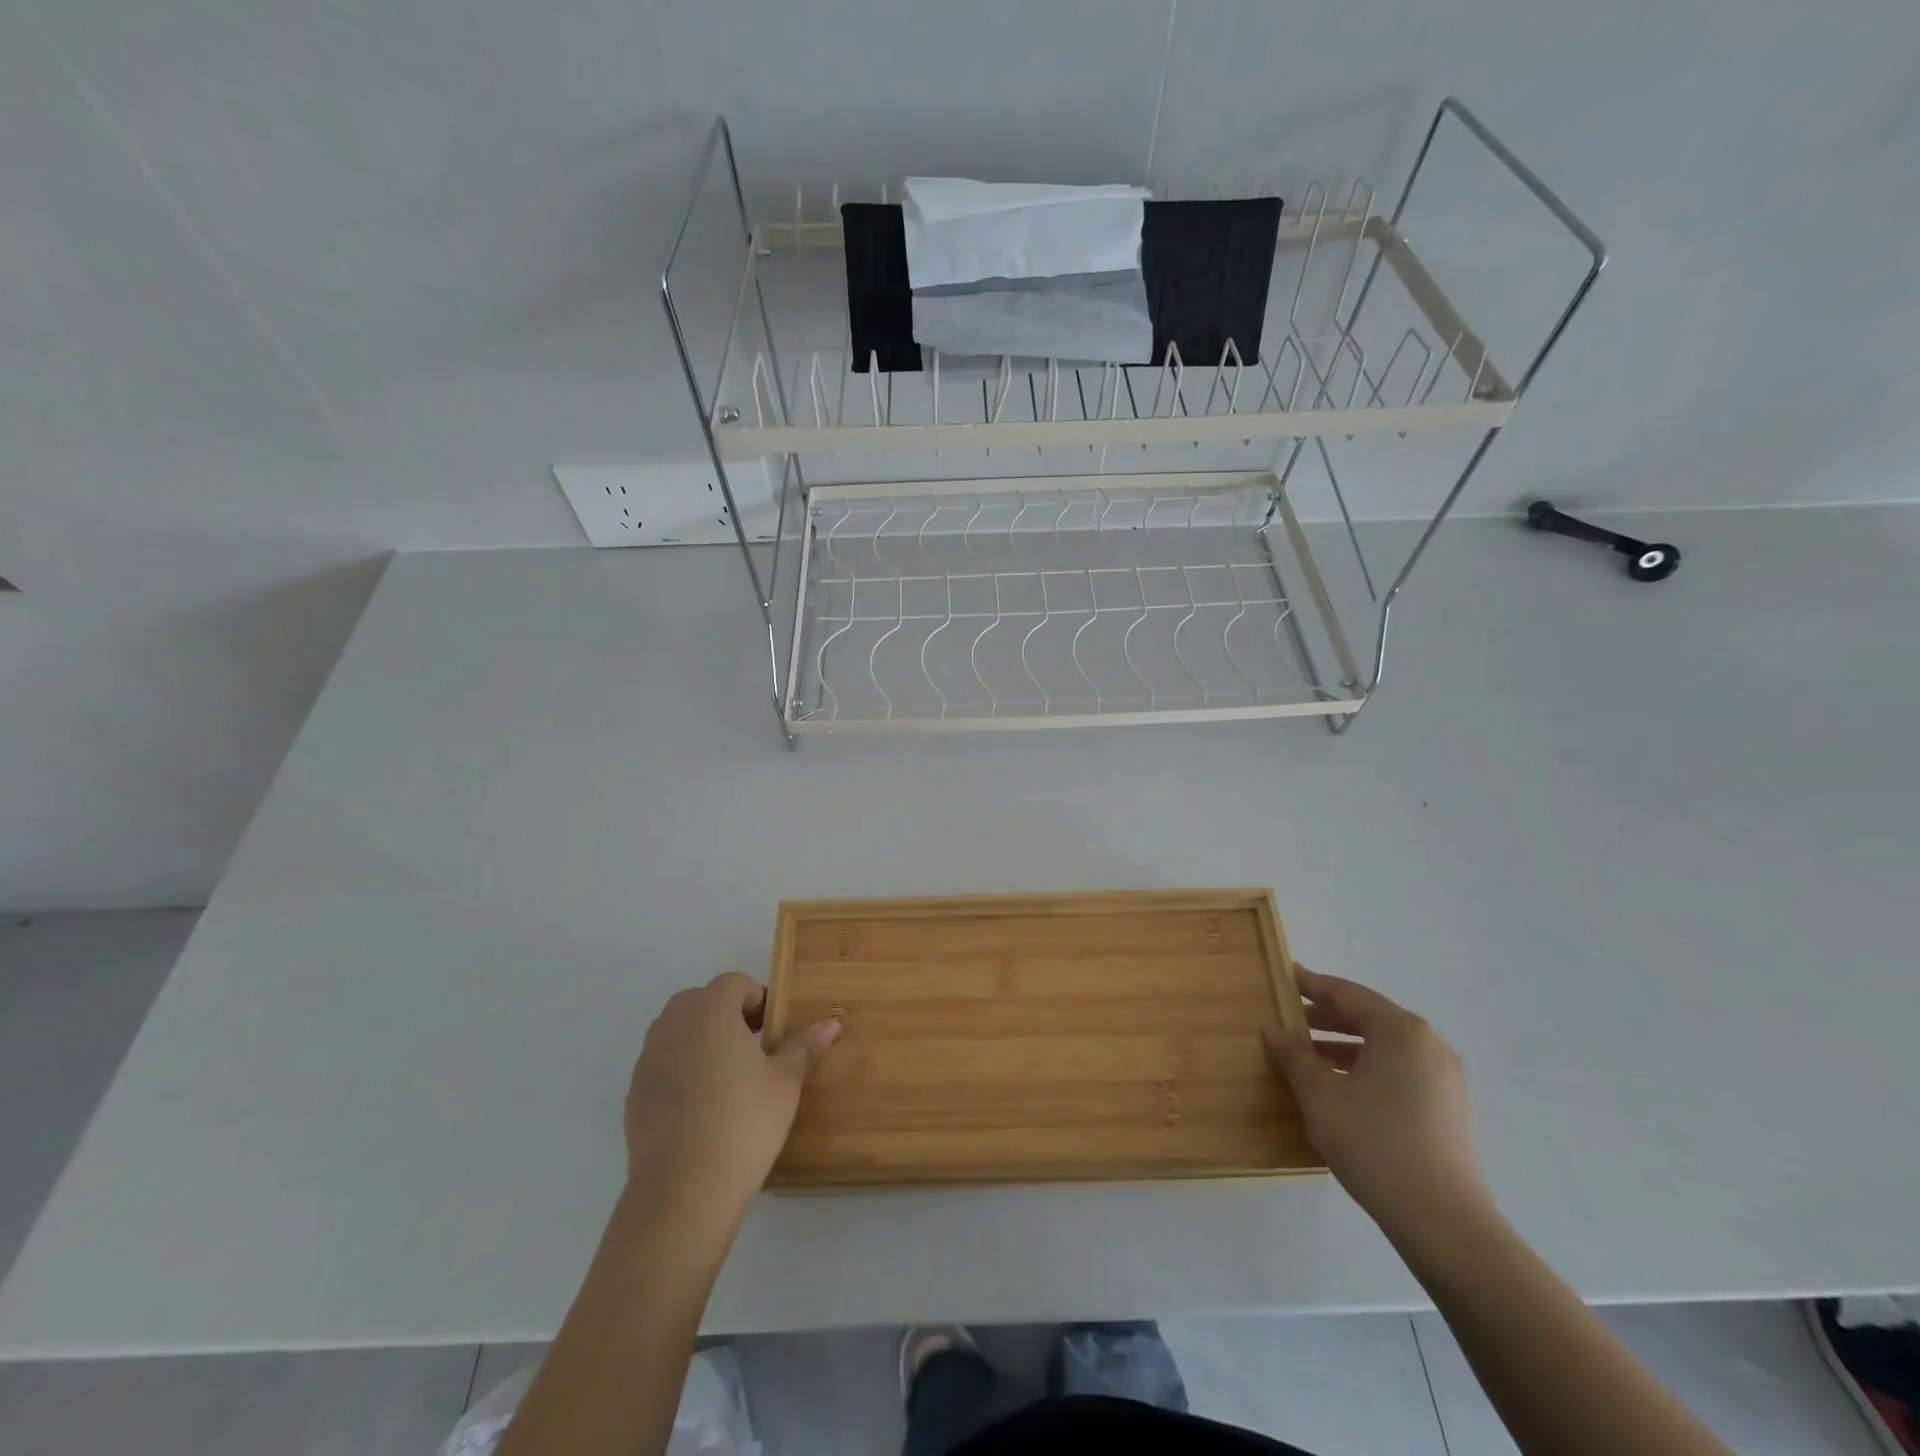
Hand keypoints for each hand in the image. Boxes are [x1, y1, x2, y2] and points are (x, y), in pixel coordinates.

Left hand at [623, 973, 839, 1224]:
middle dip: (726, 1014)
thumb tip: (831, 1023)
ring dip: (701, 1039)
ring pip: (677, 1030)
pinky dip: (681, 1069)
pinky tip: (702, 1107)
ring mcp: (648, 1059)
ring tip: (728, 1076)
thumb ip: (804, 1047)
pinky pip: (662, 1063)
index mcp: (710, 1011)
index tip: (772, 1029)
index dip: (757, 999)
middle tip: (754, 1047)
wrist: (683, 1193)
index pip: (733, 983)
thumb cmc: (743, 1124)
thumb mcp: (785, 1083)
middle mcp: (673, 1025)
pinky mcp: (634, 1093)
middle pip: (700, 1001)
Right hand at [1264, 967, 1488, 1234]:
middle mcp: (1428, 1045)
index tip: (1284, 976)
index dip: (1312, 985)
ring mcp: (1443, 1079)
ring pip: (1383, 1047)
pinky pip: (1398, 1071)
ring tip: (1305, 1056)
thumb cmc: (1374, 1143)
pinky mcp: (1447, 1110)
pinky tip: (1338, 1088)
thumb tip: (1274, 1030)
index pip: (1348, 994)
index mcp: (1401, 1031)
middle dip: (1326, 1017)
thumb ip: (1294, 1055)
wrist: (1443, 1223)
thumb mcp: (1320, 1094)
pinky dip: (1365, 1068)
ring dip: (1343, 1045)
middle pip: (1369, 1017)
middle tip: (1287, 1018)